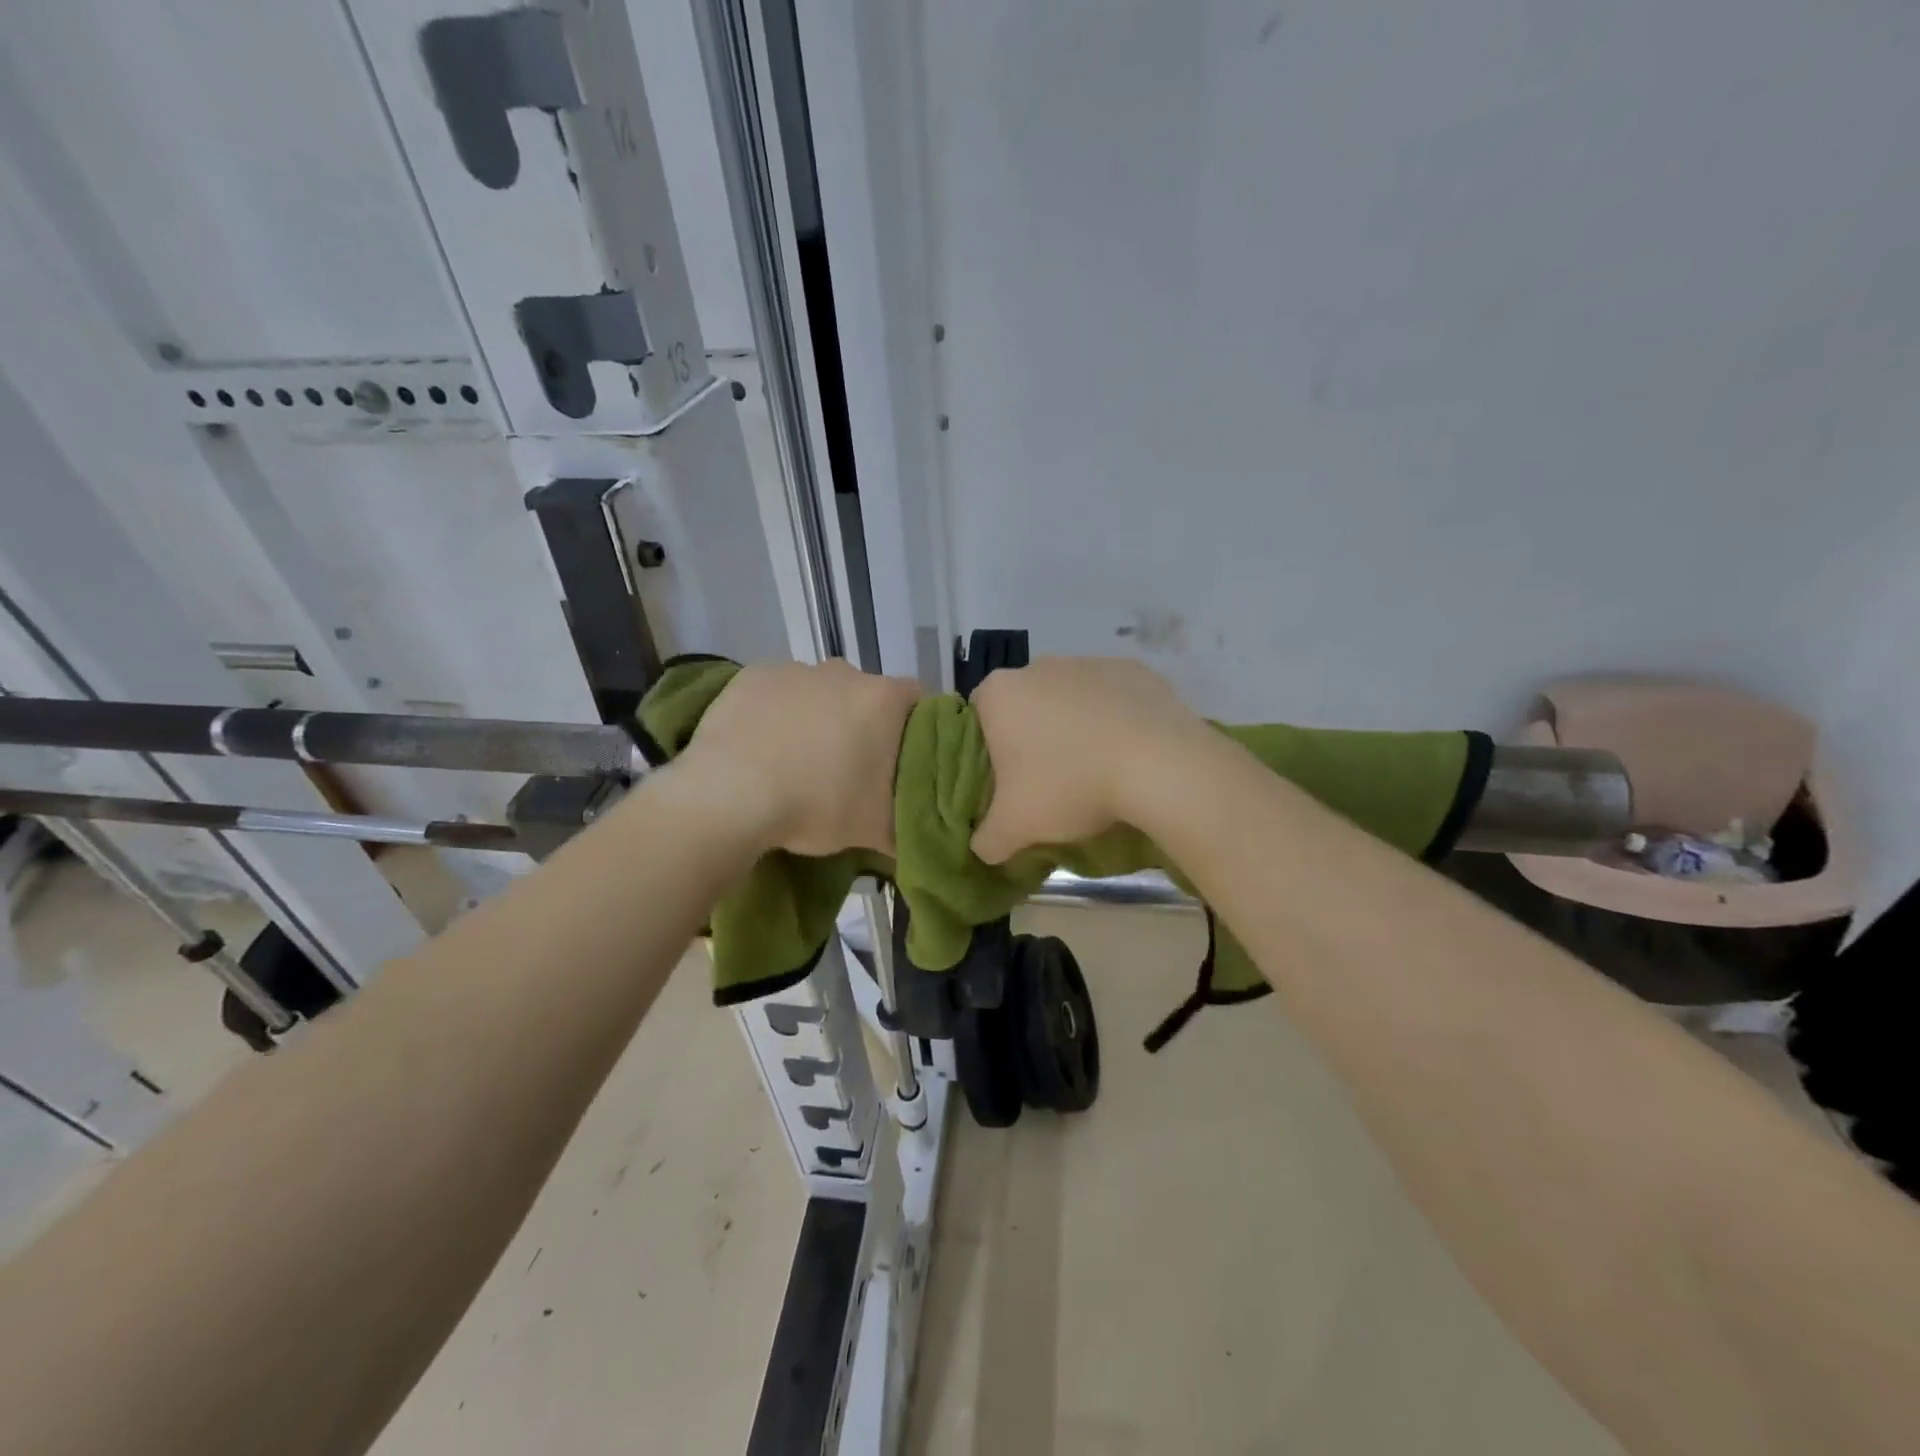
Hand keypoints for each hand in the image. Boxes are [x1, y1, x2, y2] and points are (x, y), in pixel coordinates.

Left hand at [680, 660, 920, 856]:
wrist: (728, 795)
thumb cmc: (816, 805)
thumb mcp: (876, 830)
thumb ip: (908, 827)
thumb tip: (919, 835)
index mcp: (883, 700)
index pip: (919, 700)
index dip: (915, 727)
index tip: (902, 758)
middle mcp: (844, 673)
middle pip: (865, 695)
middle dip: (862, 723)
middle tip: (849, 767)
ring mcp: (795, 670)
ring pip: (819, 692)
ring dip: (817, 716)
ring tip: (799, 760)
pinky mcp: (753, 676)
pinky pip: (777, 692)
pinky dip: (776, 713)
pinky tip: (763, 747)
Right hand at [969, 656, 1218, 862]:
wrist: (1160, 766)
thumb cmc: (1070, 787)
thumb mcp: (1015, 828)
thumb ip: (987, 839)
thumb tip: (984, 847)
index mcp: (1000, 694)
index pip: (978, 719)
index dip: (988, 753)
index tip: (1007, 783)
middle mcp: (1039, 666)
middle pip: (1025, 706)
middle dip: (1033, 739)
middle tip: (1049, 783)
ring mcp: (1090, 662)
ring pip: (1070, 700)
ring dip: (1075, 729)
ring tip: (1095, 772)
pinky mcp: (1134, 670)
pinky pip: (1113, 699)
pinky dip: (1115, 721)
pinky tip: (1129, 755)